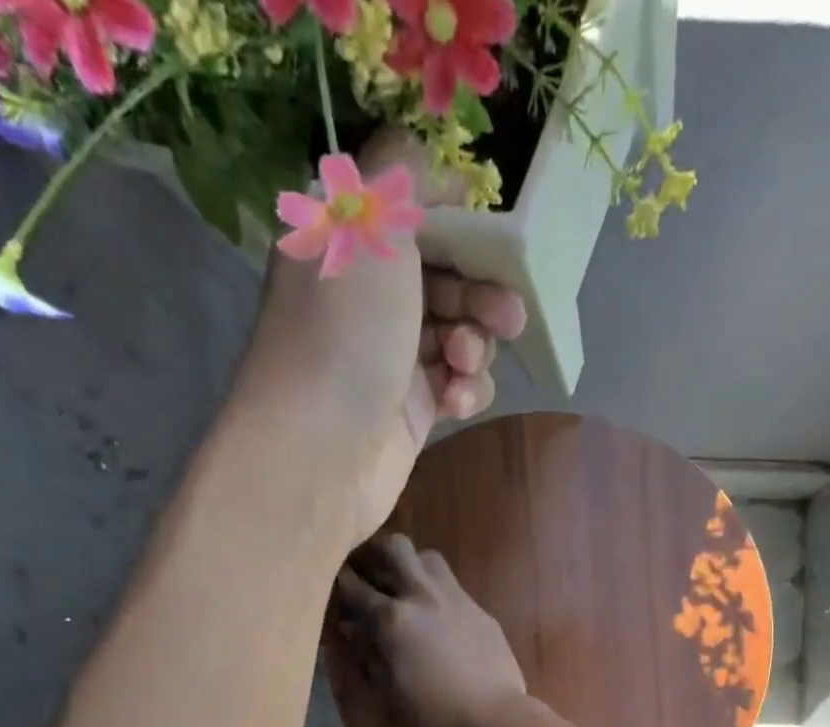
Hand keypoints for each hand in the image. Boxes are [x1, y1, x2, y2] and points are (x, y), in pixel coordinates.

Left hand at [238, 132, 527, 544]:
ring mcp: (389, 358)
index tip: (494, 239)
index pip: (412, 216)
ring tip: (463, 363)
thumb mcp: (368, 221)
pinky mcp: (409, 410)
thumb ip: (404, 174)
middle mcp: (366, 299)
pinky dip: (465, 390)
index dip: (459, 225)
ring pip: (458, 334)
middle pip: (445, 279)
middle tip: (507, 315)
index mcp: (346, 244)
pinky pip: (455, 385)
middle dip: (481, 293)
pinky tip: (455, 402)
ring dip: (474, 344)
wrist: (322, 451)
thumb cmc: (345, 332)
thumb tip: (439, 172)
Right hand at [332, 535, 527, 726]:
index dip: (338, 581)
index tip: (332, 585)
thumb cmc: (431, 715)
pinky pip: (453, 586)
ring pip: (428, 557)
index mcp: (391, 618)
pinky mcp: (480, 611)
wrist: (493, 719)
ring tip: (404, 588)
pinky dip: (437, 592)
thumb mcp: (385, 688)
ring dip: (411, 565)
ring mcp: (456, 599)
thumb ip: (365, 652)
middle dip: (375, 552)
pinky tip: (437, 617)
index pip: (353, 585)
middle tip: (369, 573)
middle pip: (394, 547)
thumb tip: (350, 630)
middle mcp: (422, 596)